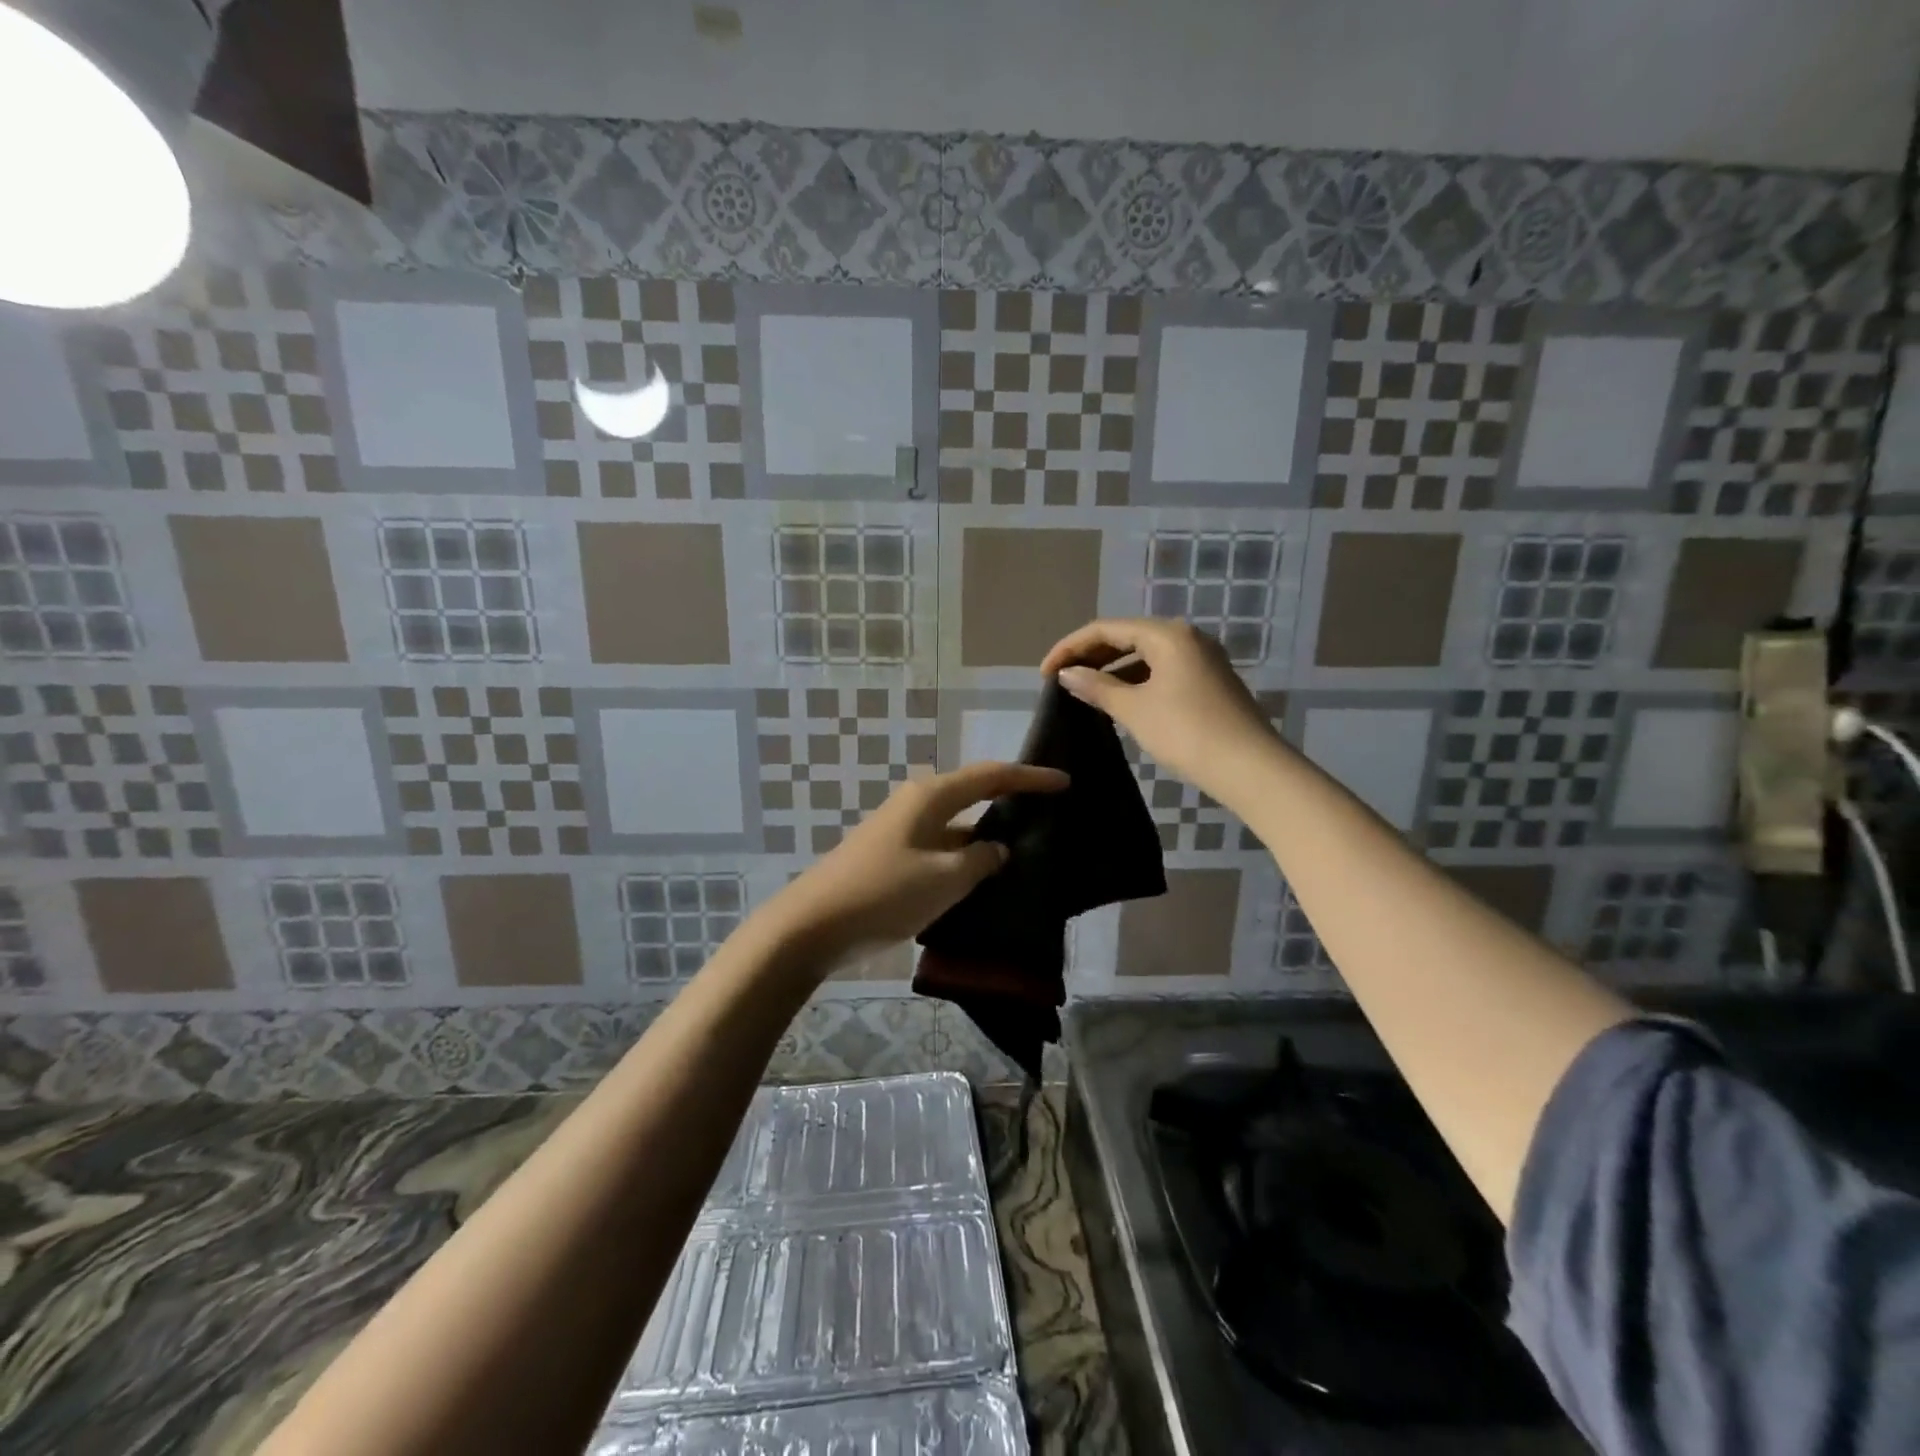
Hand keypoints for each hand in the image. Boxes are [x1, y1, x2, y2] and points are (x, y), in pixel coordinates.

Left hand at [759, 761, 1068, 971]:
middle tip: (1050, 815)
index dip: (1029, 777)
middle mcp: (917, 805)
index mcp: (930, 797)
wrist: (814, 924)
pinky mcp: (894, 858)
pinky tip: (985, 882)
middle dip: (1010, 803)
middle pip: (973, 795)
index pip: (990, 776)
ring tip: (1028, 853)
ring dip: (987, 838)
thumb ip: (980, 860)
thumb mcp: (943, 878)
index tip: (1065, 781)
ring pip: (958, 827)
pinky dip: (965, 860)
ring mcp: (903, 832)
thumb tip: (998, 849)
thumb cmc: (883, 892)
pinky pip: (942, 850)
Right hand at [1042, 618, 1279, 806]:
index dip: (1070, 647)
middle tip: (1061, 679)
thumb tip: (1067, 674)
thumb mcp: (1134, 709)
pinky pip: (1161, 669)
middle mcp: (1186, 637)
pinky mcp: (1208, 680)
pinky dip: (1135, 680)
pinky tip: (1119, 700)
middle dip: (1091, 655)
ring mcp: (1201, 658)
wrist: (1249, 767)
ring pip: (1144, 654)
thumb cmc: (1185, 732)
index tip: (1044, 673)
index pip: (1106, 628)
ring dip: (1112, 669)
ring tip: (1084, 691)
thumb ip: (1097, 687)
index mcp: (1166, 634)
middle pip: (1126, 636)